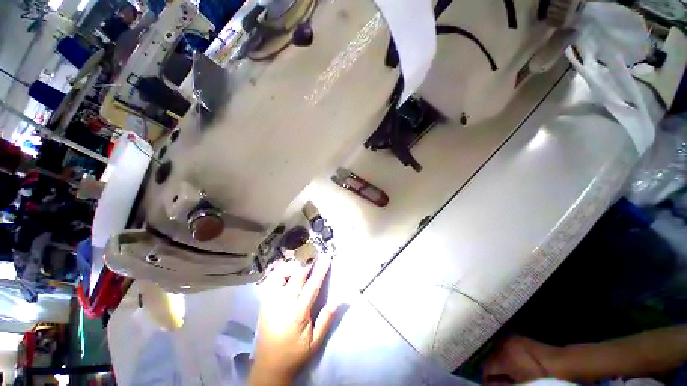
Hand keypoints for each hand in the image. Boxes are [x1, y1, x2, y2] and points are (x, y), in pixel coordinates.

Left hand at [249, 256, 337, 385]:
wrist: (269, 366)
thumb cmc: (295, 354)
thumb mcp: (315, 342)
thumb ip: (326, 319)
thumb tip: (338, 299)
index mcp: (298, 312)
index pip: (312, 285)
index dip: (320, 269)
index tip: (326, 257)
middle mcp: (283, 302)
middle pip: (297, 274)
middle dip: (308, 262)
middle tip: (315, 255)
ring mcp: (271, 300)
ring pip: (282, 273)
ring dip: (294, 266)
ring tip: (302, 266)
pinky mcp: (264, 301)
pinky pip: (272, 279)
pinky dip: (282, 272)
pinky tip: (288, 274)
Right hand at [483, 335, 561, 384]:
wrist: (562, 363)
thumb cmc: (542, 377)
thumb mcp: (523, 385)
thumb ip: (503, 385)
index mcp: (503, 357)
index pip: (486, 367)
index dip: (486, 379)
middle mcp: (502, 344)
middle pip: (490, 358)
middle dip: (493, 371)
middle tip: (499, 382)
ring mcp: (510, 339)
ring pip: (497, 352)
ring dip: (499, 364)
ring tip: (508, 376)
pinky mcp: (517, 338)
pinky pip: (505, 348)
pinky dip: (506, 357)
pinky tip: (514, 366)